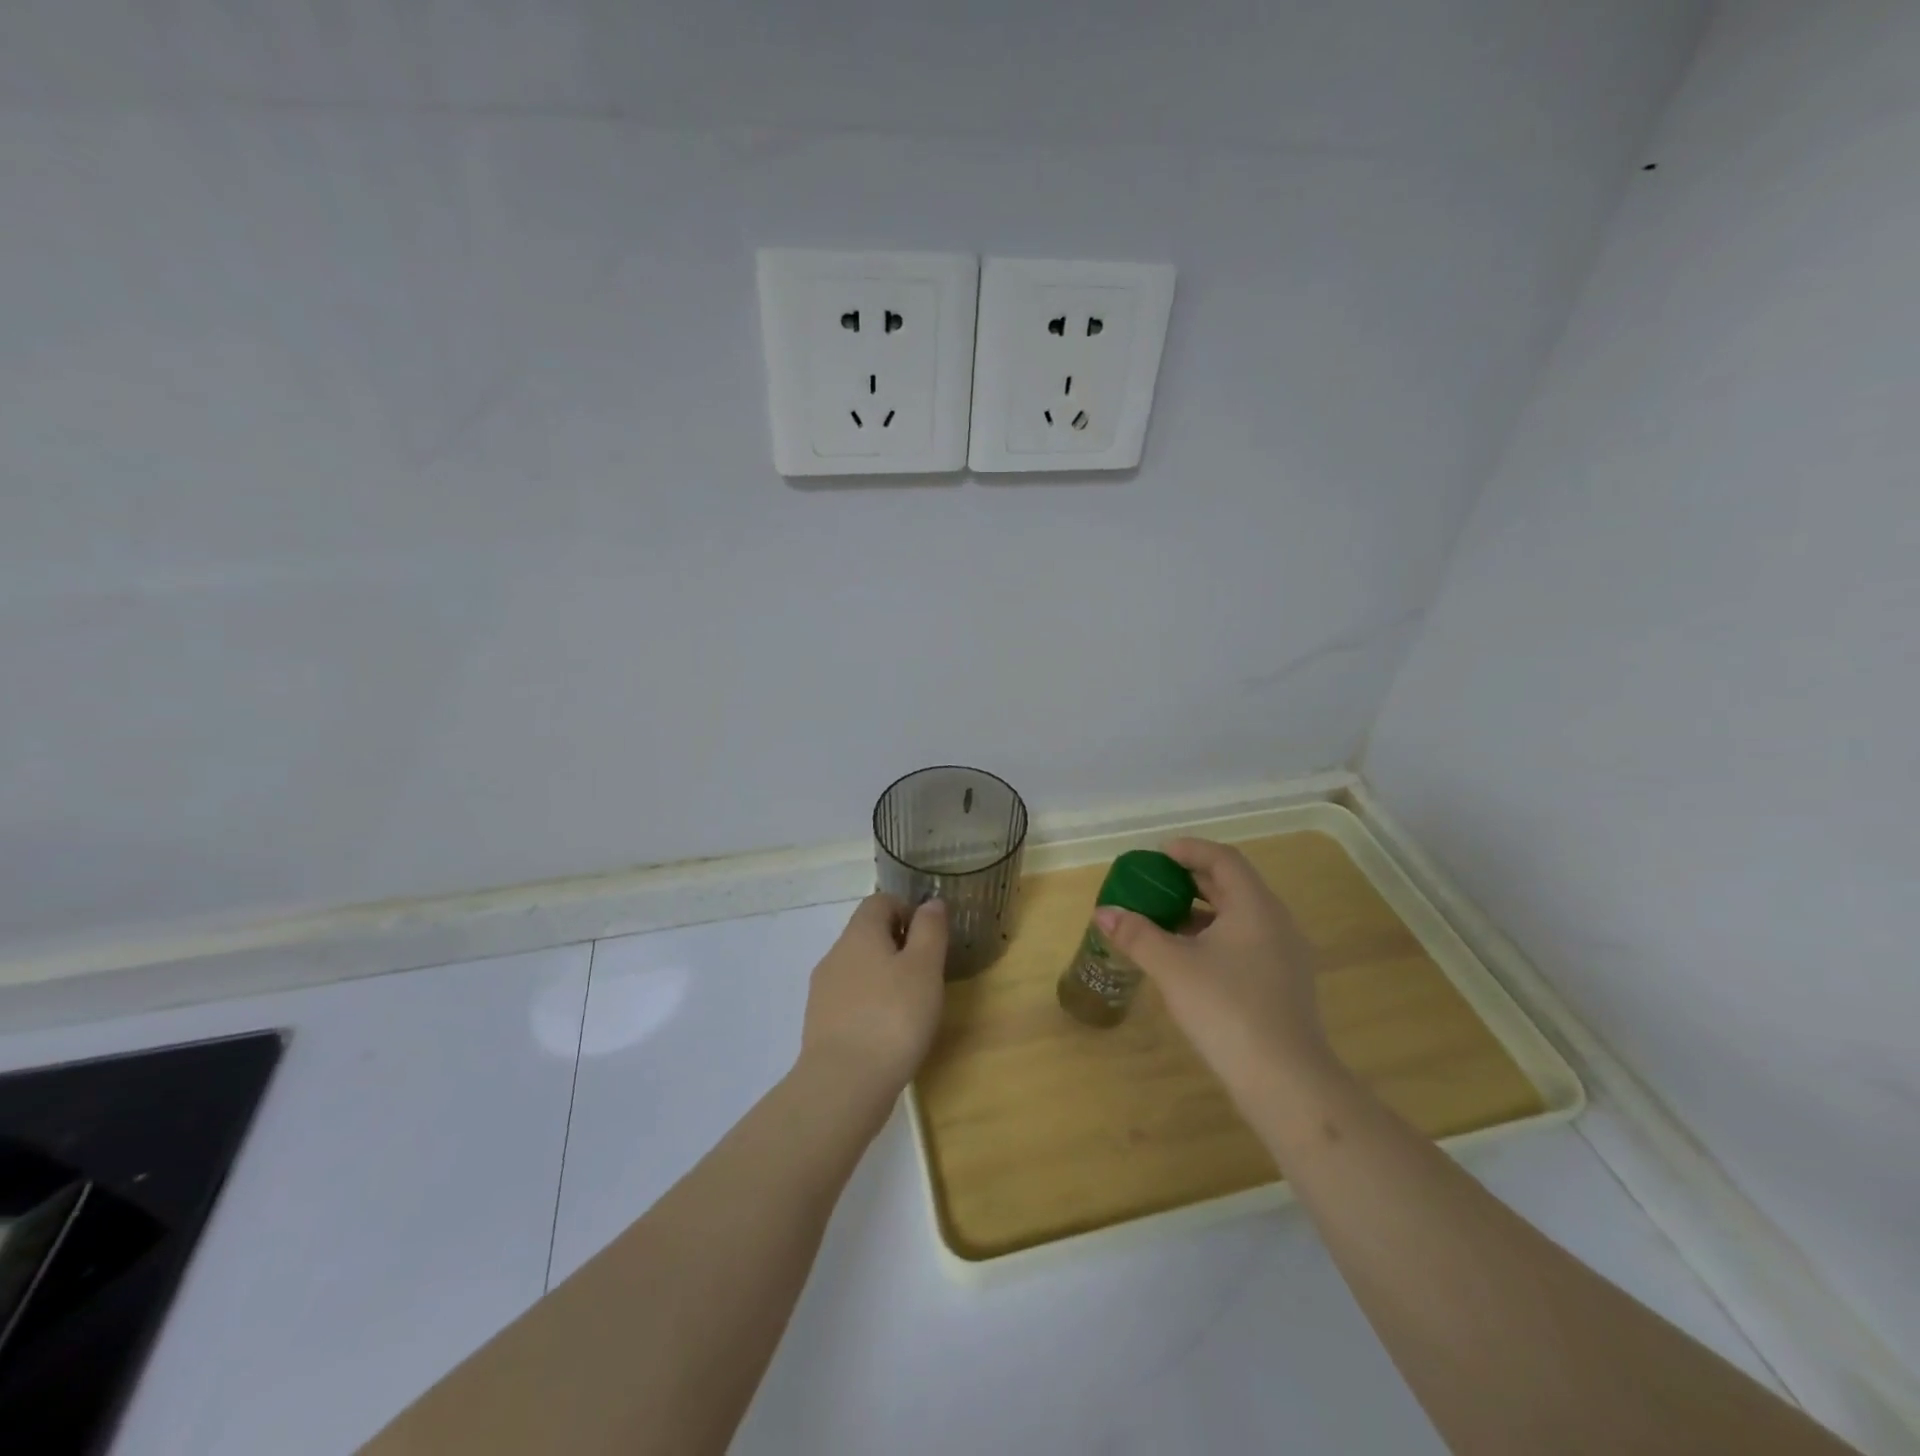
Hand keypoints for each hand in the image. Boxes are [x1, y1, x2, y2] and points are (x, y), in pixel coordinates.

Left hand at [798, 893, 947, 1108]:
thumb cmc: (893, 1017)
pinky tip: (887, 1032)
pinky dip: (869, 1004)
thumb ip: (930, 930)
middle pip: (867, 934)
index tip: (929, 938)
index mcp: (859, 933)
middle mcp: (836, 954)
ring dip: (883, 976)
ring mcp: (823, 990)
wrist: (843, 1084)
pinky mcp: (820, 1023)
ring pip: (858, 968)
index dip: (907, 910)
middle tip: (926, 974)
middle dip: (897, 945)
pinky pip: (849, 999)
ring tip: (910, 1006)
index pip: (880, 901)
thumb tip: (931, 903)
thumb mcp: (925, 968)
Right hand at [1093, 838, 1335, 1101]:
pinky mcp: (1283, 983)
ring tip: (1164, 920)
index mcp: (1254, 906)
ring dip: (1201, 911)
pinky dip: (1214, 937)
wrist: (1286, 1082)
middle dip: (1191, 880)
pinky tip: (1188, 959)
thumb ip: (1137, 934)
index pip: (1223, 859)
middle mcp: (1275, 922)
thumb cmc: (1227, 1009)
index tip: (1158, 854)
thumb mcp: (1173, 967)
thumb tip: (1103, 912)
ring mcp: (1284, 954)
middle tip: (1154, 883)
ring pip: (1238, 916)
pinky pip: (1245, 942)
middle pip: (1232, 885)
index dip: (1190, 849)